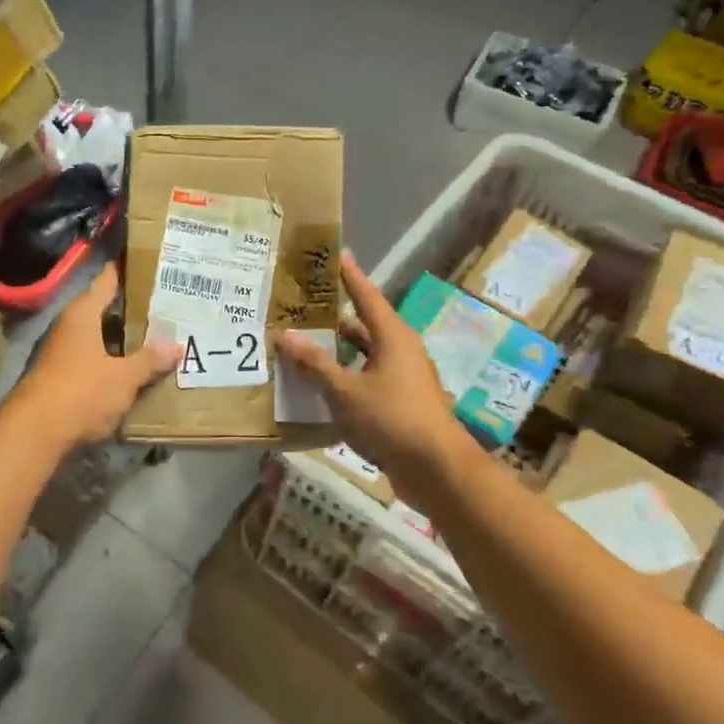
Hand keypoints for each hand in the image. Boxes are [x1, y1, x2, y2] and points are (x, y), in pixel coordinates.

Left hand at [13, 264, 179, 448]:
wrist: (34, 433)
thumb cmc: (81, 392)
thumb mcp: (124, 377)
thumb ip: (150, 360)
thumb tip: (177, 346)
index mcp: (82, 313)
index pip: (107, 280)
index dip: (126, 270)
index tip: (150, 262)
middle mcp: (68, 326)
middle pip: (103, 309)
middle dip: (132, 310)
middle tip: (167, 305)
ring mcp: (60, 352)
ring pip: (98, 337)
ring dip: (122, 339)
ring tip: (156, 337)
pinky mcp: (59, 377)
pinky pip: (92, 360)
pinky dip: (111, 360)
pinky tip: (132, 369)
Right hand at [275, 251, 476, 487]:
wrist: (437, 469)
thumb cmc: (392, 419)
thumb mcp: (344, 391)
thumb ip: (314, 363)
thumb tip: (286, 335)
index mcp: (392, 337)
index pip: (367, 295)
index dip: (349, 275)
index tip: (336, 254)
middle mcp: (401, 351)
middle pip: (364, 325)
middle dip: (334, 317)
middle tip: (303, 306)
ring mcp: (404, 378)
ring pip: (365, 355)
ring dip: (338, 351)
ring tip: (303, 346)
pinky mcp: (402, 402)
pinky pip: (368, 378)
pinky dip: (346, 376)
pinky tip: (321, 386)